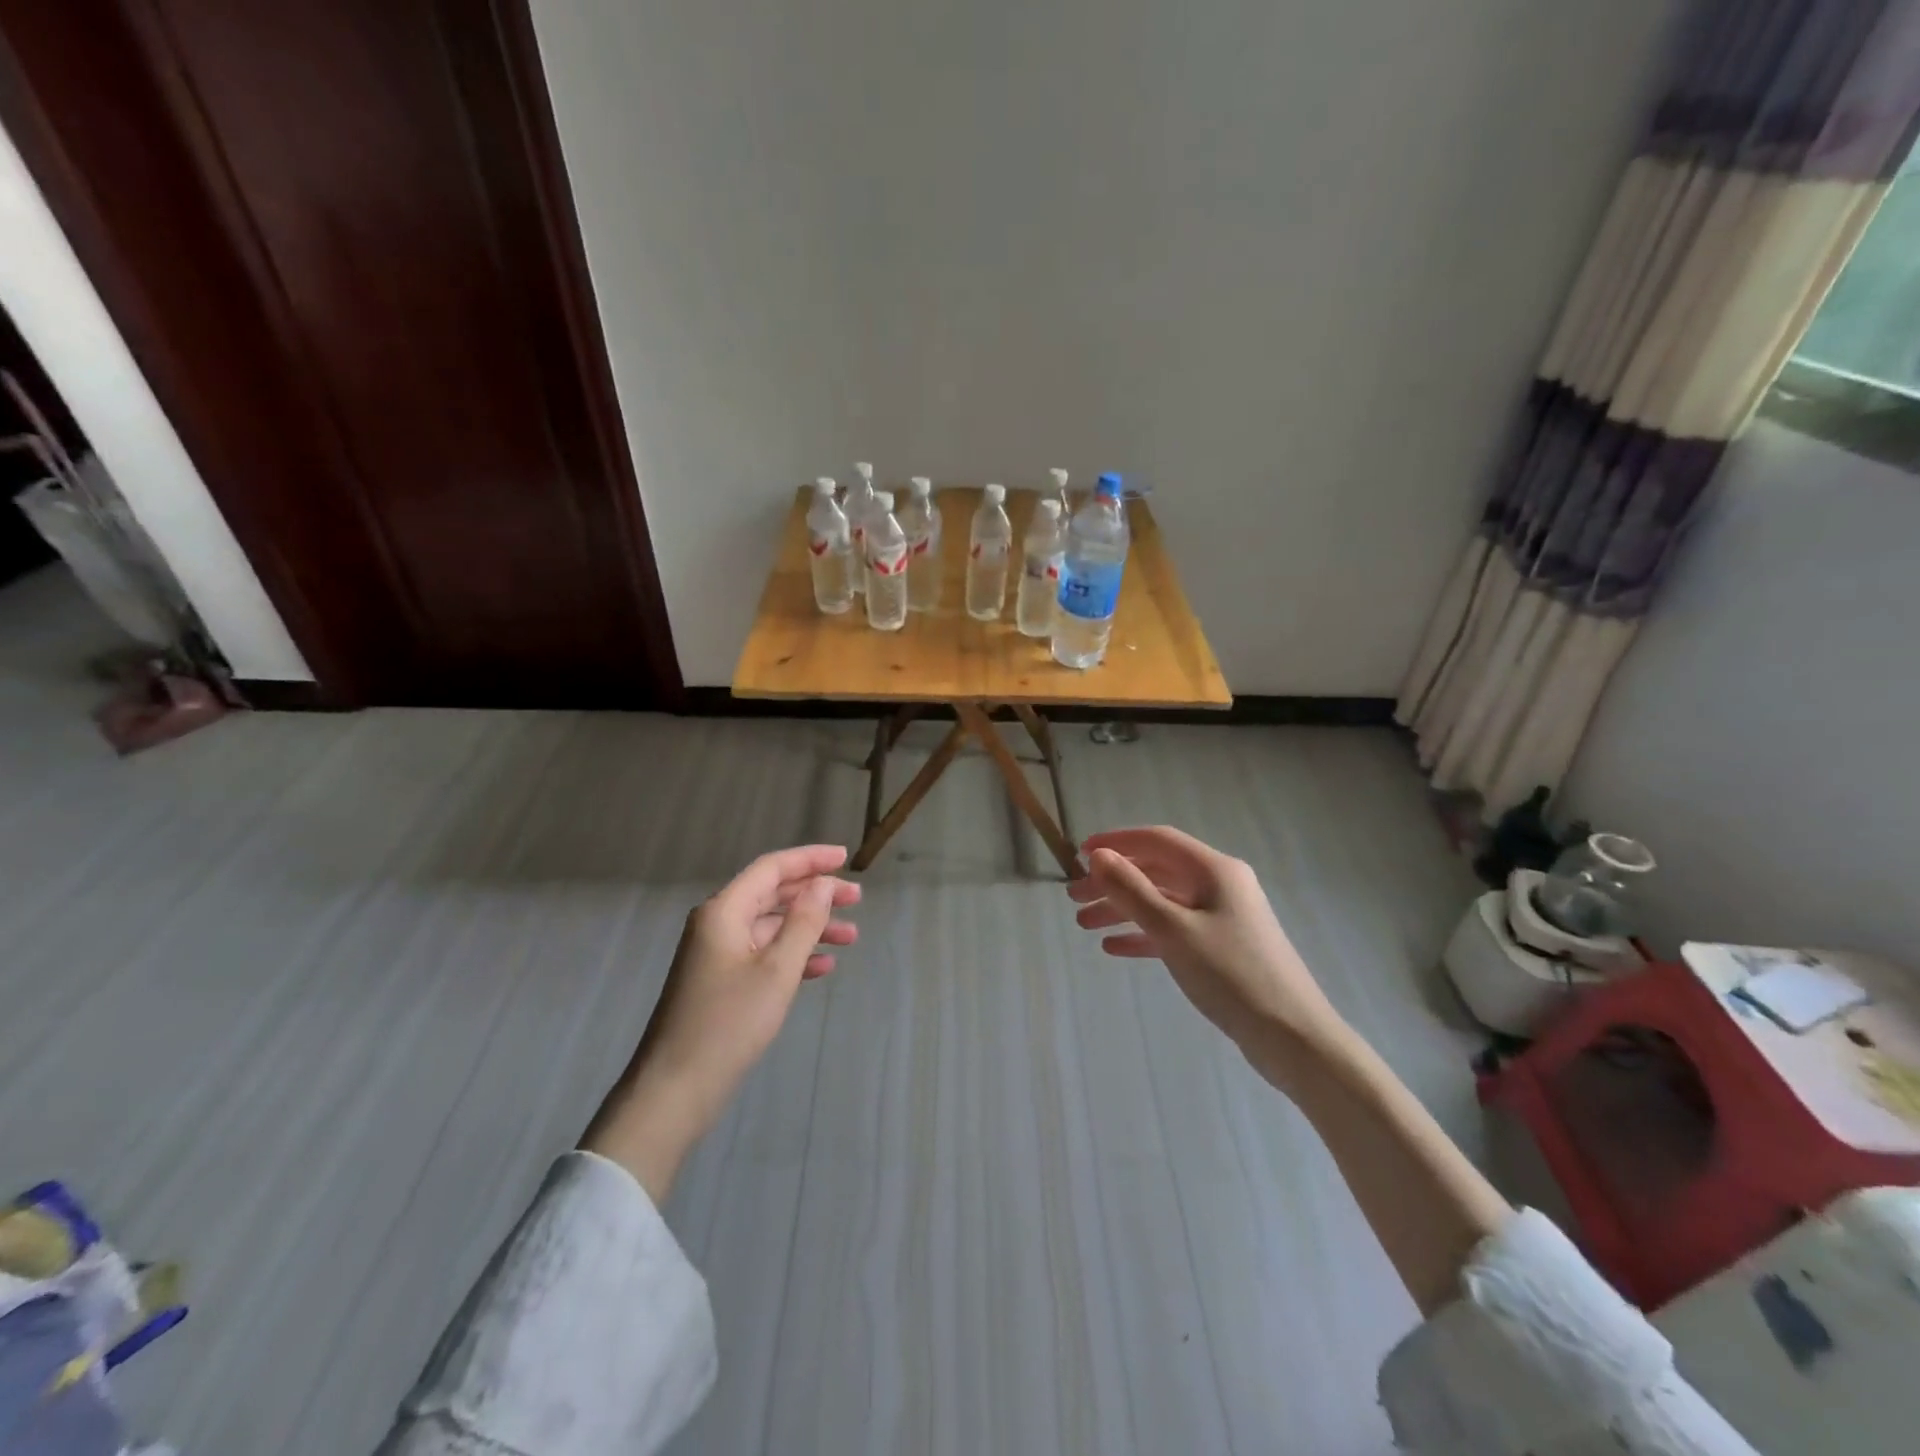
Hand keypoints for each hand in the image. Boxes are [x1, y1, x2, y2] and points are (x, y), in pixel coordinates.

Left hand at [583, 845, 859, 1198]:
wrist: (674, 1090)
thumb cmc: (728, 1023)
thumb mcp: (776, 970)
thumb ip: (803, 922)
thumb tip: (822, 884)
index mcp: (724, 911)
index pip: (772, 868)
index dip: (810, 859)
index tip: (846, 858)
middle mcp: (718, 924)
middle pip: (773, 894)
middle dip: (816, 894)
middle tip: (857, 899)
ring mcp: (717, 954)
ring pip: (771, 926)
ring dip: (810, 927)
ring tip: (851, 936)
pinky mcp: (721, 982)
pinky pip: (763, 954)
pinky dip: (793, 955)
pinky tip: (823, 967)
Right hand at [1067, 827, 1347, 1079]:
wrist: (1293, 1037)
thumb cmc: (1231, 975)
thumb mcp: (1174, 930)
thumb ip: (1132, 890)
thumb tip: (1098, 856)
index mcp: (1214, 870)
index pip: (1157, 840)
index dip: (1116, 842)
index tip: (1078, 854)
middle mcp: (1219, 885)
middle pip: (1156, 871)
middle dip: (1113, 882)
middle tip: (1074, 898)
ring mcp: (1223, 917)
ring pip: (1162, 902)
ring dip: (1123, 909)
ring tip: (1084, 925)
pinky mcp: (1222, 948)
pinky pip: (1174, 930)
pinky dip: (1144, 934)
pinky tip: (1114, 947)